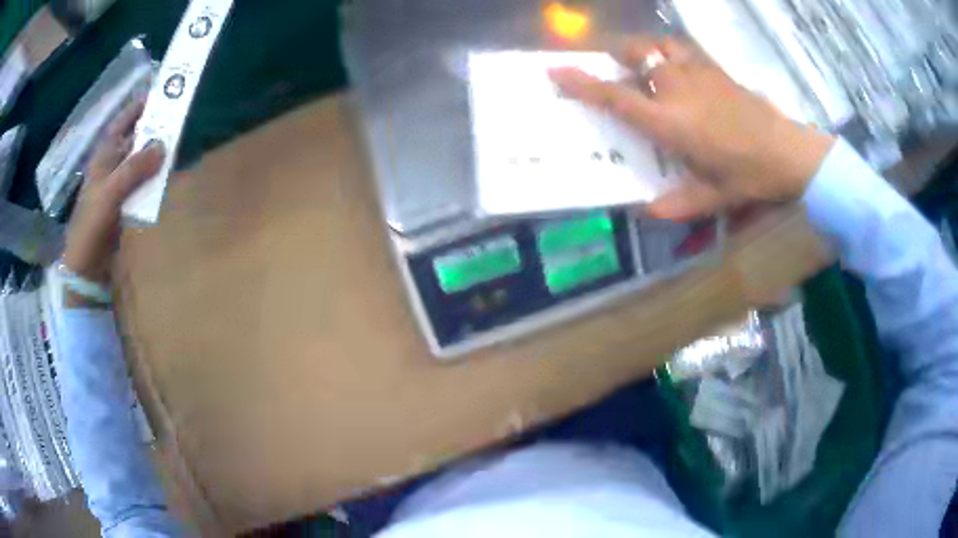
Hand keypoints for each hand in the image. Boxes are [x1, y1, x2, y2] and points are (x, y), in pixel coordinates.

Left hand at [62, 101, 164, 283]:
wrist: (87, 267)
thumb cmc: (91, 225)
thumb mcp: (110, 193)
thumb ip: (134, 169)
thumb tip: (163, 145)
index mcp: (104, 156)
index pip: (123, 121)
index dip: (140, 105)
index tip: (162, 91)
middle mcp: (112, 165)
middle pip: (136, 138)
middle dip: (154, 128)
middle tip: (178, 117)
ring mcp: (119, 185)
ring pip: (141, 161)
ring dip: (157, 154)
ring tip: (178, 143)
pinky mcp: (125, 204)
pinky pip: (144, 183)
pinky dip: (155, 178)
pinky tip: (168, 176)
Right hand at [549, 37, 835, 220]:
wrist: (790, 152)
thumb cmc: (750, 176)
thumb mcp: (713, 198)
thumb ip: (678, 203)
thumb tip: (645, 211)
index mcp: (671, 122)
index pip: (617, 97)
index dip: (583, 83)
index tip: (556, 71)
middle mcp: (678, 89)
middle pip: (637, 56)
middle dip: (619, 56)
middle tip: (615, 66)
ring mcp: (699, 73)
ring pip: (660, 45)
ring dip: (644, 48)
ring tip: (644, 60)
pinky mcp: (717, 69)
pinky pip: (685, 48)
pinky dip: (672, 50)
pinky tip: (678, 63)